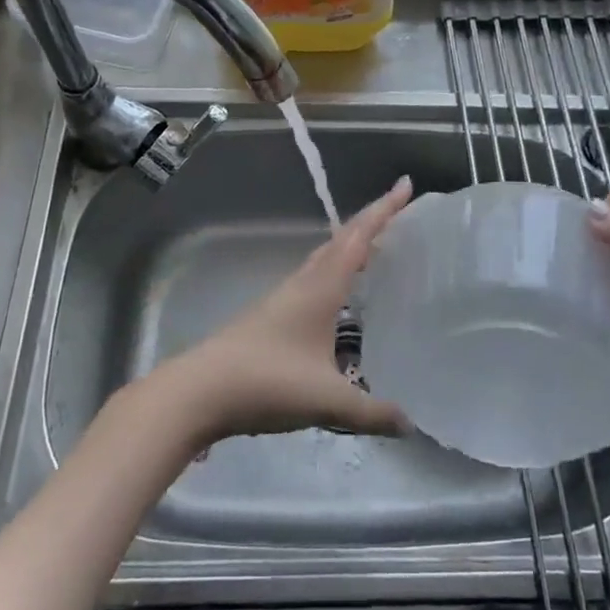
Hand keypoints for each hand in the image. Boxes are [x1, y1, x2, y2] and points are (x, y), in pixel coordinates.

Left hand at [163, 176, 414, 442]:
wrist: (198, 393)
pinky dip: (333, 273)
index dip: (384, 210)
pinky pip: (312, 280)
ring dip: (350, 247)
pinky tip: (338, 298)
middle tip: (400, 213)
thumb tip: (411, 425)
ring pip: (323, 259)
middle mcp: (302, 284)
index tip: (406, 185)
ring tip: (375, 250)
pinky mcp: (270, 318)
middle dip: (371, 222)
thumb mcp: (327, 399)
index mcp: (321, 288)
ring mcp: (282, 299)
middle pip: (340, 241)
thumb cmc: (267, 382)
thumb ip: (371, 412)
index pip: (358, 238)